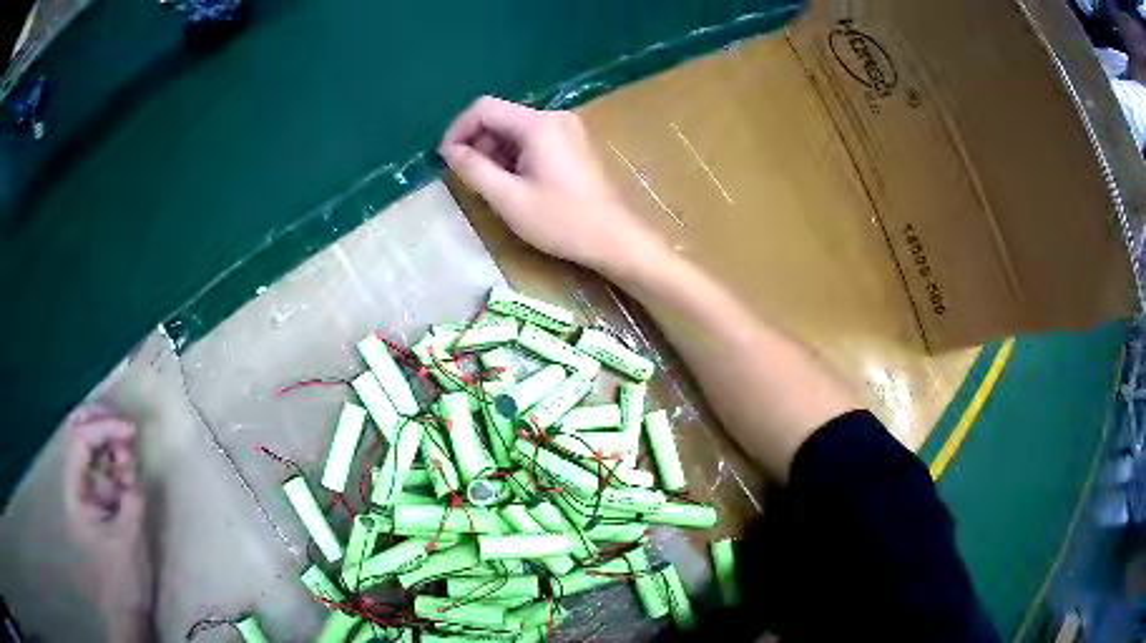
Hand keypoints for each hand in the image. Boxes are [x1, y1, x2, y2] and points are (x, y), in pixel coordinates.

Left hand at [63, 406, 151, 639]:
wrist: (125, 609)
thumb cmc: (123, 578)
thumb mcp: (129, 538)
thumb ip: (129, 494)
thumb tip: (131, 456)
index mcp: (75, 493)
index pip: (81, 443)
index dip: (103, 429)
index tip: (131, 430)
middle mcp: (75, 484)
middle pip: (78, 435)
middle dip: (100, 422)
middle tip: (125, 425)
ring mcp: (85, 490)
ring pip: (90, 447)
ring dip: (109, 441)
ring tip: (129, 450)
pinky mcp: (98, 498)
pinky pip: (102, 467)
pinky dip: (114, 459)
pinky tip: (127, 466)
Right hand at [439, 96, 663, 273]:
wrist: (615, 238)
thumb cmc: (561, 221)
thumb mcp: (508, 198)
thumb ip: (473, 169)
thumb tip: (450, 151)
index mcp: (538, 125)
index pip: (483, 108)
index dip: (458, 129)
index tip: (445, 159)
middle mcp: (554, 117)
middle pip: (500, 117)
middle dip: (477, 143)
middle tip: (468, 178)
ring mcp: (567, 129)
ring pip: (515, 129)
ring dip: (495, 152)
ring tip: (491, 186)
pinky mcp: (573, 144)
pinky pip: (533, 139)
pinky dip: (514, 156)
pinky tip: (514, 183)